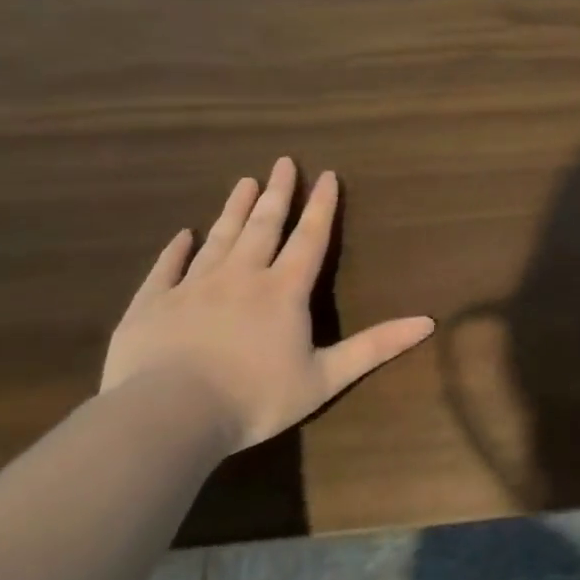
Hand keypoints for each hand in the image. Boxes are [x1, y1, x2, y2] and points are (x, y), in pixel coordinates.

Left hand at [102, 158, 433, 452]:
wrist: (166, 418)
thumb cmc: (254, 399)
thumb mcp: (325, 377)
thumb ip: (375, 346)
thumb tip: (428, 322)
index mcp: (283, 291)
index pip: (309, 239)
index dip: (321, 206)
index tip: (327, 175)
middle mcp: (241, 277)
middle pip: (263, 226)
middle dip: (277, 193)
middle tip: (283, 162)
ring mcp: (192, 288)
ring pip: (219, 238)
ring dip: (234, 209)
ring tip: (244, 182)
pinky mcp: (152, 305)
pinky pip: (166, 268)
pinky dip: (176, 249)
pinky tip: (183, 235)